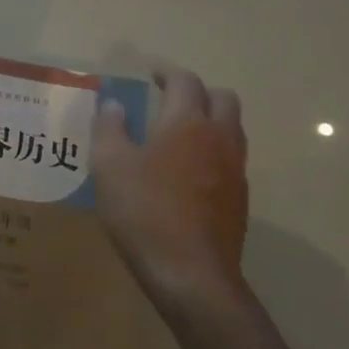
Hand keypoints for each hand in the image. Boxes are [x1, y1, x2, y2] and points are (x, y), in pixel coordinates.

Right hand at [93, 68, 249, 311]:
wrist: (191, 275)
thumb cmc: (144, 211)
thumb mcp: (109, 165)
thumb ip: (110, 127)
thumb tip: (115, 104)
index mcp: (187, 123)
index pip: (186, 82)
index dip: (168, 73)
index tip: (151, 74)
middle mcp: (219, 139)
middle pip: (223, 99)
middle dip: (198, 92)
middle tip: (169, 99)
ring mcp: (234, 171)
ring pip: (231, 130)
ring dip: (209, 121)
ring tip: (178, 134)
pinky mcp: (239, 201)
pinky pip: (230, 160)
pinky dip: (212, 153)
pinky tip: (187, 173)